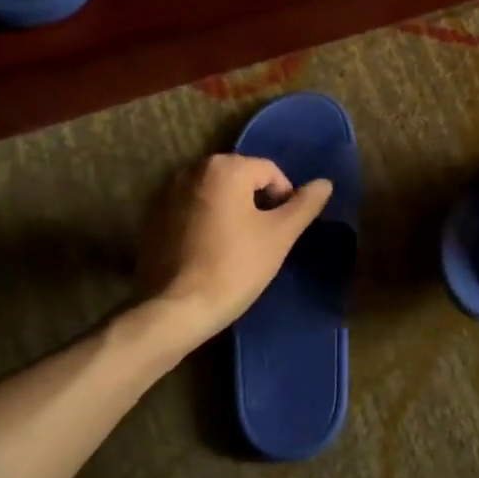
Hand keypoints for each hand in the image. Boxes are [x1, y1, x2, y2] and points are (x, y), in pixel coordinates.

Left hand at [133, 153, 333, 350]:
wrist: (175, 309)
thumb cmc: (234, 267)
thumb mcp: (280, 236)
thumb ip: (304, 205)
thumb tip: (325, 183)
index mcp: (225, 167)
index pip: (270, 171)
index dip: (284, 199)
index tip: (282, 232)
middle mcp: (193, 169)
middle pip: (241, 178)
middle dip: (256, 203)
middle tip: (263, 240)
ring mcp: (167, 192)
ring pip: (215, 194)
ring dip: (231, 211)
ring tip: (237, 247)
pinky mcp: (153, 217)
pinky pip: (192, 209)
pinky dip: (205, 222)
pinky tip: (209, 252)